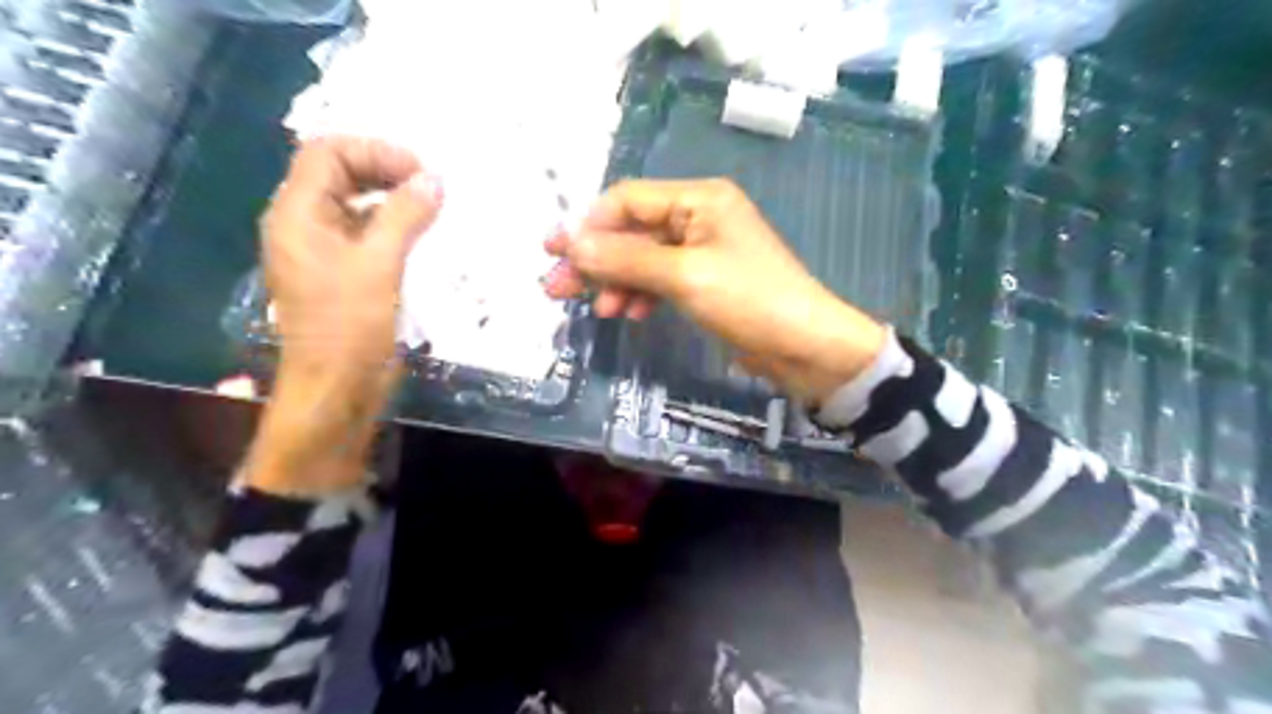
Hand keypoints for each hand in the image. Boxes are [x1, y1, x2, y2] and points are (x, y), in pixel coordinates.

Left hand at [246, 138, 443, 495]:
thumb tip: (434, 179)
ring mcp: (326, 252)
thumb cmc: (348, 327)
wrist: (337, 390)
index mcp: (297, 215)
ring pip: (358, 205)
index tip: (421, 172)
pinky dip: (397, 228)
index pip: (327, 153)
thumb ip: (404, 216)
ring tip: (436, 209)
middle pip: (341, 174)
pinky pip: (369, 235)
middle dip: (387, 172)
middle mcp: (306, 226)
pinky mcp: (346, 275)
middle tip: (433, 187)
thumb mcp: (379, 265)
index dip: (375, 152)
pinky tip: (426, 238)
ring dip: (395, 200)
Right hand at [547, 178, 887, 400]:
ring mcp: (702, 250)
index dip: (589, 226)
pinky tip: (626, 313)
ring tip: (593, 310)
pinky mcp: (704, 280)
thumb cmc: (749, 300)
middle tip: (555, 287)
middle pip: (632, 230)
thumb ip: (626, 258)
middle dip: (595, 259)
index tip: (555, 254)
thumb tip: (570, 245)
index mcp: (698, 199)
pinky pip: (660, 279)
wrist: (805, 347)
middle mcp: (698, 216)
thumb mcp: (684, 276)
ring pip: (643, 258)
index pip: (628, 200)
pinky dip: (640, 295)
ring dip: (615, 281)